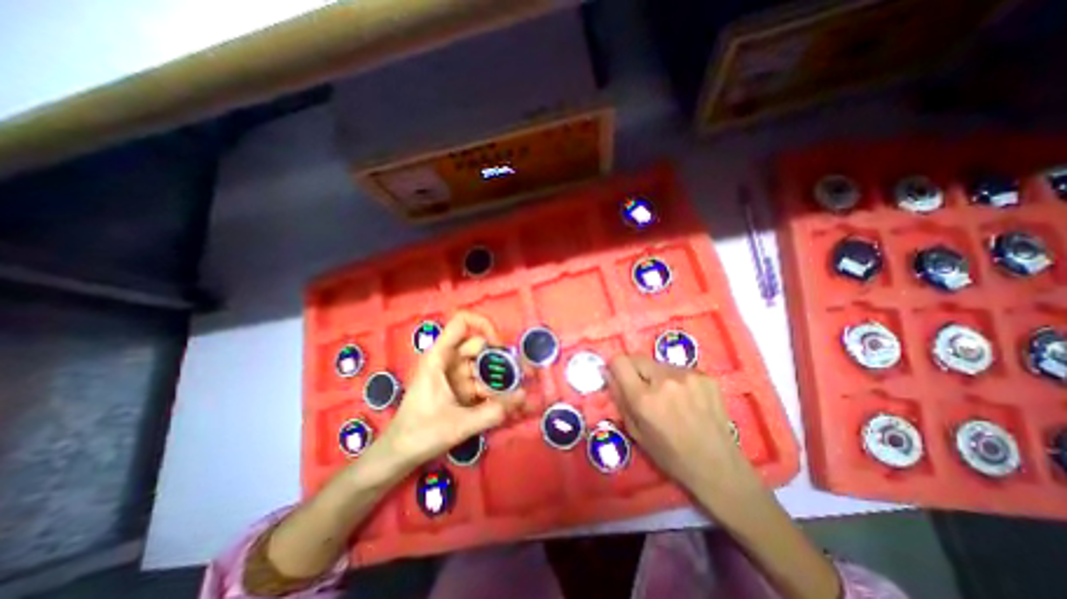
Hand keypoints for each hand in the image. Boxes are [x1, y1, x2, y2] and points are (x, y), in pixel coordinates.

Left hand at [379, 312, 524, 469]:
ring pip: (483, 365)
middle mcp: (448, 360)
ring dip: (500, 377)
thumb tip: (523, 395)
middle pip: (480, 346)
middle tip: (523, 374)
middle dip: (501, 358)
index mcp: (440, 357)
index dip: (484, 326)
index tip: (500, 346)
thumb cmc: (420, 434)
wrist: (399, 454)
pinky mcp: (460, 388)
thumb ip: (492, 412)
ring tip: (517, 394)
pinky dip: (495, 389)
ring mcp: (455, 374)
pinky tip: (507, 404)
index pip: (462, 322)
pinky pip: (482, 381)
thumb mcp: (458, 424)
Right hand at [605, 355, 763, 508]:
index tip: (619, 377)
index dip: (616, 367)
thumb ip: (619, 399)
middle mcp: (665, 380)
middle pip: (637, 358)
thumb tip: (608, 374)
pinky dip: (676, 380)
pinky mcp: (705, 376)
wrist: (718, 466)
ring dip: (657, 375)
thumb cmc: (670, 455)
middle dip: (635, 371)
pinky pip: (679, 369)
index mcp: (644, 398)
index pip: (620, 361)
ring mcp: (688, 375)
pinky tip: (687, 399)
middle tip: (643, 389)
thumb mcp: (635, 432)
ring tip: (669, 397)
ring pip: (659, 364)